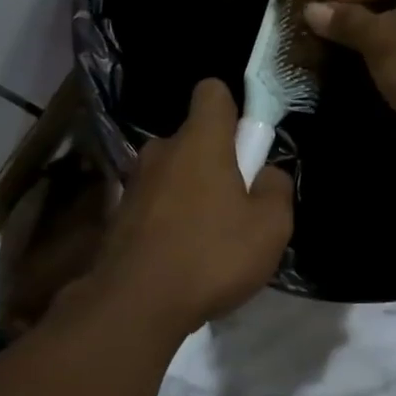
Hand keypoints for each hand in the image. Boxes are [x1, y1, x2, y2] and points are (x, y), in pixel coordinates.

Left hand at [87, 79, 293, 337]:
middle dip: (215, 160)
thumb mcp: (270, 228)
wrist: (134, 304)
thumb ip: (277, 189)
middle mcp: (161, 150)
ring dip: (190, 191)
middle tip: (236, 203)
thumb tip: (268, 174)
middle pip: (193, 137)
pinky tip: (180, 254)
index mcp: (199, 141)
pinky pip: (154, 202)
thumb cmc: (211, 256)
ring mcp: (134, 182)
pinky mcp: (118, 214)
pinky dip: (168, 217)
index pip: (212, 91)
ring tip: (207, 237)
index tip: (246, 142)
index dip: (233, 108)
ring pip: (172, 172)